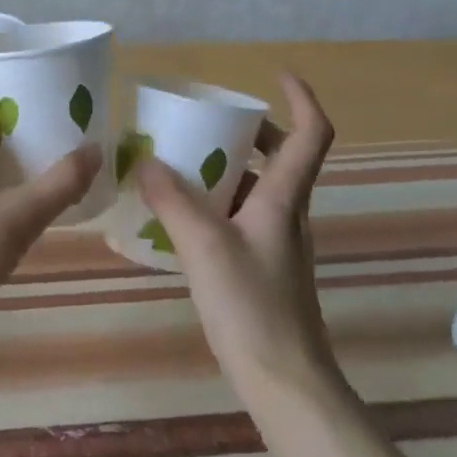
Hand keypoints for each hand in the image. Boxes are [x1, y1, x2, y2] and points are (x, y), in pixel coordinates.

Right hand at [135, 73, 336, 391]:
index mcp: (283, 199)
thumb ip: (172, 201)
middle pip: (282, 158)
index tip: (274, 76)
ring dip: (227, 168)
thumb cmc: (252, 307)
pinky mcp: (262, 267)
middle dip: (250, 132)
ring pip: (257, 189)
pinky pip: (241, 217)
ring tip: (181, 164)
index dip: (300, 98)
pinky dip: (216, 203)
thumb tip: (144, 160)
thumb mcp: (204, 247)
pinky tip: (181, 217)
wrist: (284, 380)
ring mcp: (276, 243)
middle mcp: (286, 214)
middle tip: (206, 123)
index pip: (311, 134)